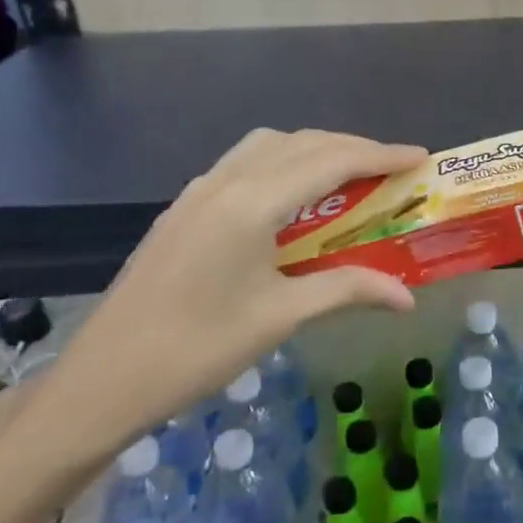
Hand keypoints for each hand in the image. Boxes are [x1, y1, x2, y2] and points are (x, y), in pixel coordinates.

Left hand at [23, 128, 426, 467]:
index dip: (380, 154)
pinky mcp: (184, 208)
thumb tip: (407, 298)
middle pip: (301, 143)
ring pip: (269, 146)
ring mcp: (198, 191)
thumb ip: (347, 291)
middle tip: (392, 170)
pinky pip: (244, 163)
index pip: (330, 161)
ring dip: (315, 150)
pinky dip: (283, 163)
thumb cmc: (197, 349)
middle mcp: (224, 182)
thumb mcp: (280, 318)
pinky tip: (294, 198)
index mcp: (251, 203)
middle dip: (353, 148)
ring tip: (349, 178)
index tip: (419, 157)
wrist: (103, 379)